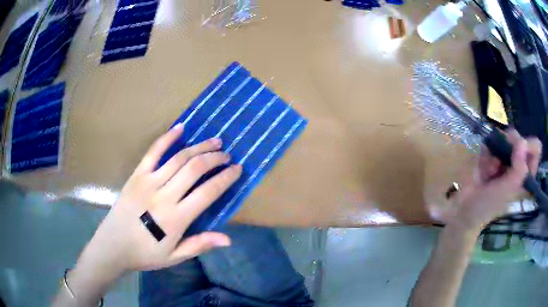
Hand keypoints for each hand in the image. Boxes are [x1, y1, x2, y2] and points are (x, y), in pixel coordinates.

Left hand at [78, 124, 241, 275]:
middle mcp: (164, 195)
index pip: (208, 192)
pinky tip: (180, 128)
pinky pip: (153, 152)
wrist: (113, 245)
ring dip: (199, 147)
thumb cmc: (145, 253)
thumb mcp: (174, 256)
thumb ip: (200, 244)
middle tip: (227, 155)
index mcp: (176, 218)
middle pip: (194, 169)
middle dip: (215, 159)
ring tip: (214, 142)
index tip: (237, 169)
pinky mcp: (136, 175)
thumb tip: (228, 239)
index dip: (225, 178)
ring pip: (178, 158)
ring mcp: (148, 182)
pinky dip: (167, 138)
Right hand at [448, 129, 541, 230]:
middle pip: (520, 139)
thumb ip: (518, 170)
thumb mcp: (506, 191)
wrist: (465, 210)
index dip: (528, 146)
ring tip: (490, 170)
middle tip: (500, 162)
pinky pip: (491, 142)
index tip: (517, 153)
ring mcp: (506, 159)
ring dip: (495, 152)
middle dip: (509, 148)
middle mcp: (519, 164)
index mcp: (527, 174)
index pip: (536, 148)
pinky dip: (486, 154)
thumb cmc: (488, 206)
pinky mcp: (493, 155)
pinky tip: (483, 169)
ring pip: (505, 138)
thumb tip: (522, 141)